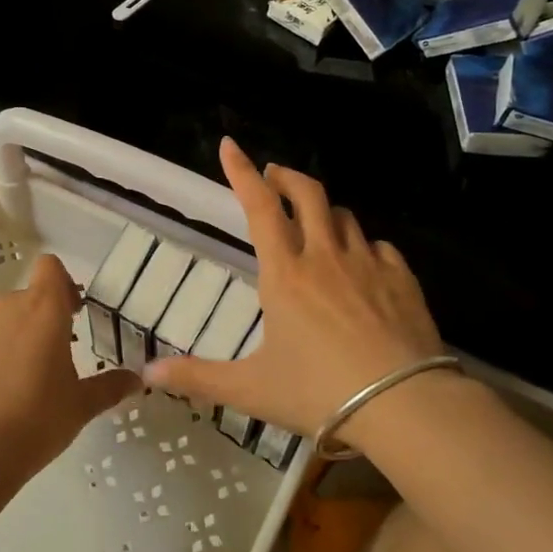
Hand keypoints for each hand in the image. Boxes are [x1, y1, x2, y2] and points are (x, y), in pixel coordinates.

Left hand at [0, 254, 139, 478]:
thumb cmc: (37, 421)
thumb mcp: (81, 406)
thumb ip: (110, 387)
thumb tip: (137, 381)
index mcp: (44, 309)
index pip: (51, 268)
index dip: (61, 285)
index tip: (70, 315)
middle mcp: (4, 307)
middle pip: (23, 300)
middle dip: (35, 323)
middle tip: (44, 363)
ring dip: (3, 341)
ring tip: (6, 385)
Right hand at [147, 139, 447, 442]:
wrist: (404, 405)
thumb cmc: (319, 392)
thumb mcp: (251, 389)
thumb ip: (198, 378)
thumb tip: (148, 373)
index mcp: (285, 274)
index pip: (260, 207)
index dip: (242, 173)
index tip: (230, 146)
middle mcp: (325, 257)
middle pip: (308, 194)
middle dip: (287, 177)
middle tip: (275, 176)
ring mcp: (368, 264)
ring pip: (344, 217)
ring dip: (325, 211)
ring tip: (316, 223)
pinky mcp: (402, 279)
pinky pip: (380, 247)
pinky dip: (364, 246)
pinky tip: (363, 264)